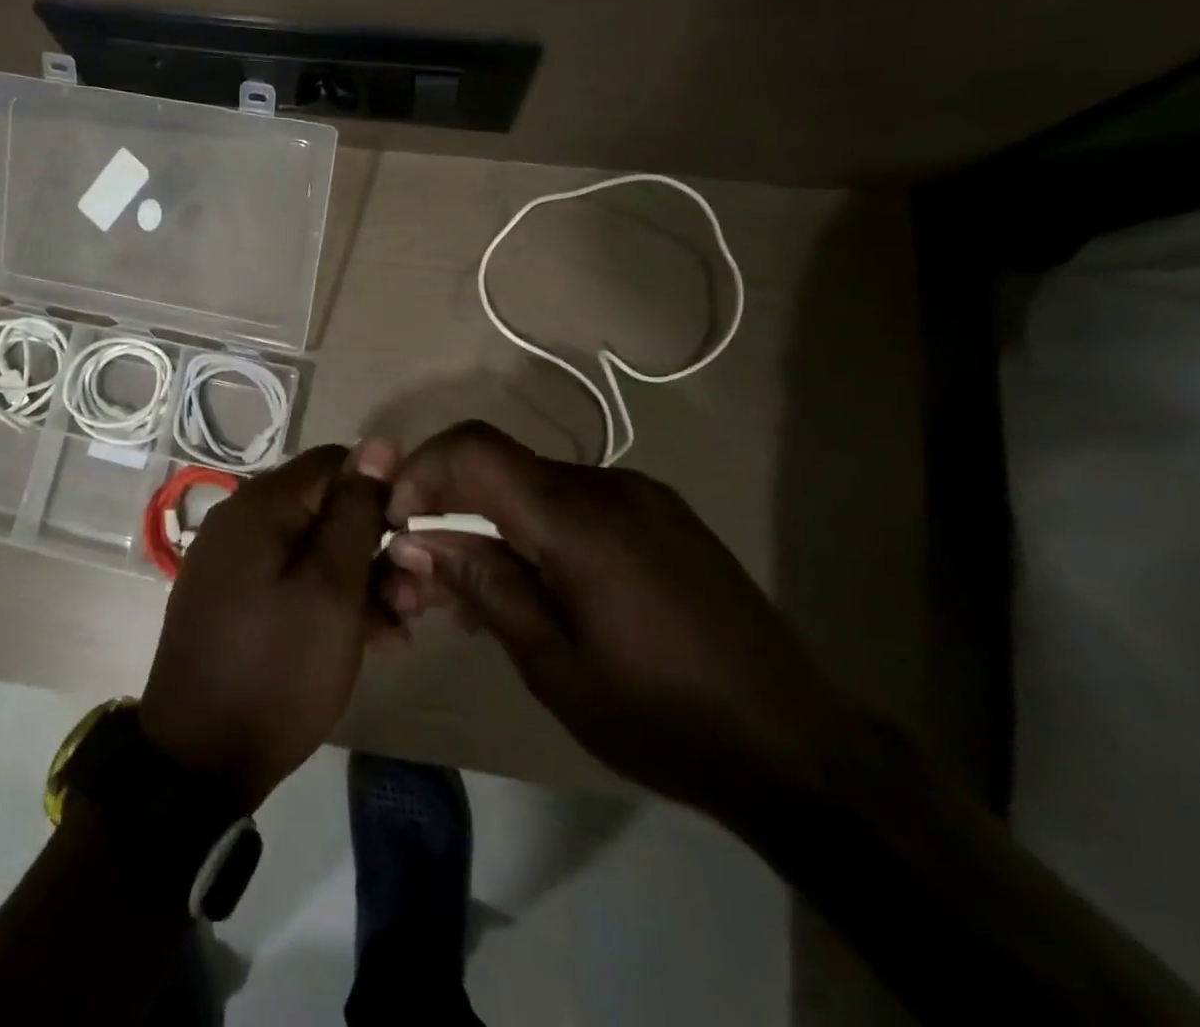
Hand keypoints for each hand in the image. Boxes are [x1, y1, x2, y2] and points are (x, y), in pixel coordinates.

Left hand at [138, 439, 398, 809]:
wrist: (199, 761)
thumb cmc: (277, 668)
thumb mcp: (333, 588)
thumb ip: (356, 511)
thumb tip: (379, 442)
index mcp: (261, 505)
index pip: (335, 462)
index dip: (381, 491)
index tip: (412, 537)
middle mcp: (241, 520)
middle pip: (324, 508)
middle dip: (375, 545)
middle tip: (415, 596)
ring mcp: (233, 561)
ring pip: (312, 548)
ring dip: (360, 578)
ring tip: (401, 626)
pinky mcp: (233, 598)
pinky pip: (290, 579)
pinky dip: (329, 598)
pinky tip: (369, 638)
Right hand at [384, 422, 845, 823]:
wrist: (801, 749)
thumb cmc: (662, 717)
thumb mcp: (553, 665)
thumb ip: (484, 587)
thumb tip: (418, 541)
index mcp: (579, 520)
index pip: (476, 450)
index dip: (422, 470)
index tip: (398, 522)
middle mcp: (609, 486)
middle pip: (502, 469)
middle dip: (451, 509)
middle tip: (428, 579)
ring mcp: (643, 496)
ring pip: (537, 486)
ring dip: (494, 524)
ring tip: (480, 597)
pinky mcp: (665, 516)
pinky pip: (578, 503)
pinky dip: (538, 530)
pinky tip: (539, 587)